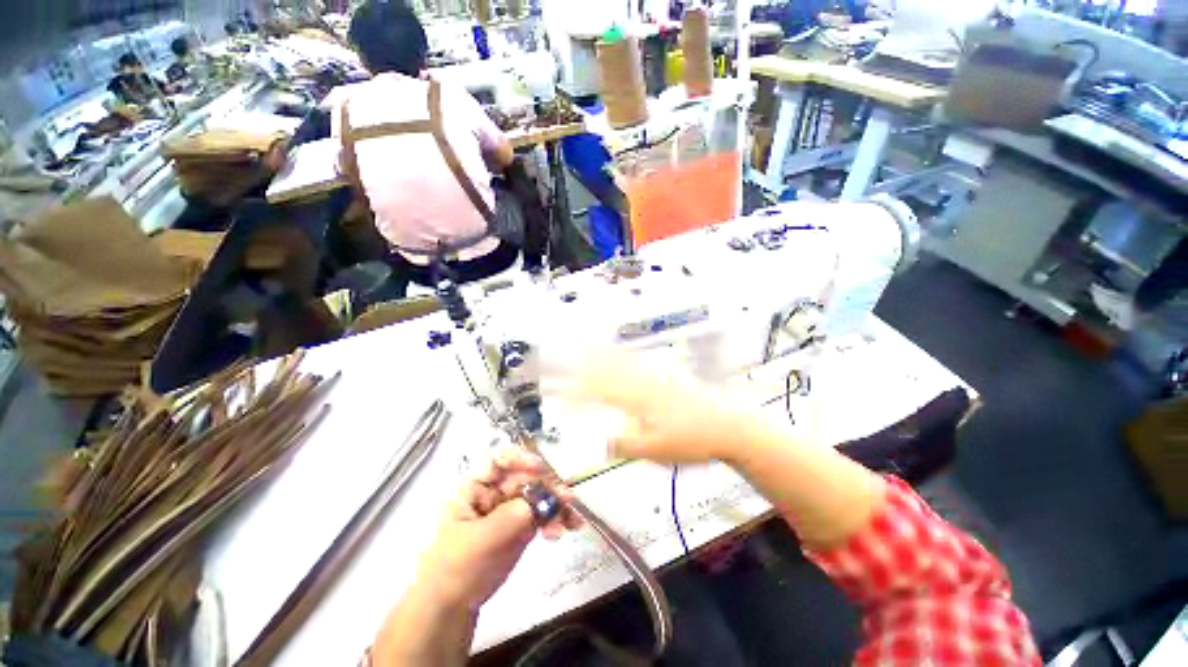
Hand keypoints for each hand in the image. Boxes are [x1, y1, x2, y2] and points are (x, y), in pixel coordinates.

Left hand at [416, 446, 581, 609]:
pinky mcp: (523, 524)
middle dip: (547, 486)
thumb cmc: (457, 568)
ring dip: (557, 503)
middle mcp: (495, 492)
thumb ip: (510, 518)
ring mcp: (510, 508)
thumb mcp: (480, 541)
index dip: (518, 458)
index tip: (538, 468)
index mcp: (476, 488)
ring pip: (539, 494)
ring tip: (572, 518)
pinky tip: (570, 527)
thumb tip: (540, 500)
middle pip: (525, 477)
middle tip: (567, 497)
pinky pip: (544, 513)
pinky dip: (558, 518)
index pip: (497, 461)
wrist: (454, 605)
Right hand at [568, 350, 756, 463]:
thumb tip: (600, 439)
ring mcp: (656, 375)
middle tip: (563, 352)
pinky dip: (622, 352)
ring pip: (621, 360)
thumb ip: (626, 444)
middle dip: (582, 362)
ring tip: (584, 341)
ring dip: (600, 351)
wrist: (729, 426)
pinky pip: (638, 359)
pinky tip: (620, 349)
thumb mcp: (657, 451)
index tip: (555, 390)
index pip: (598, 392)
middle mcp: (642, 382)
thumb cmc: (692, 441)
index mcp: (637, 400)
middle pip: (606, 368)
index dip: (574, 391)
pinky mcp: (667, 375)